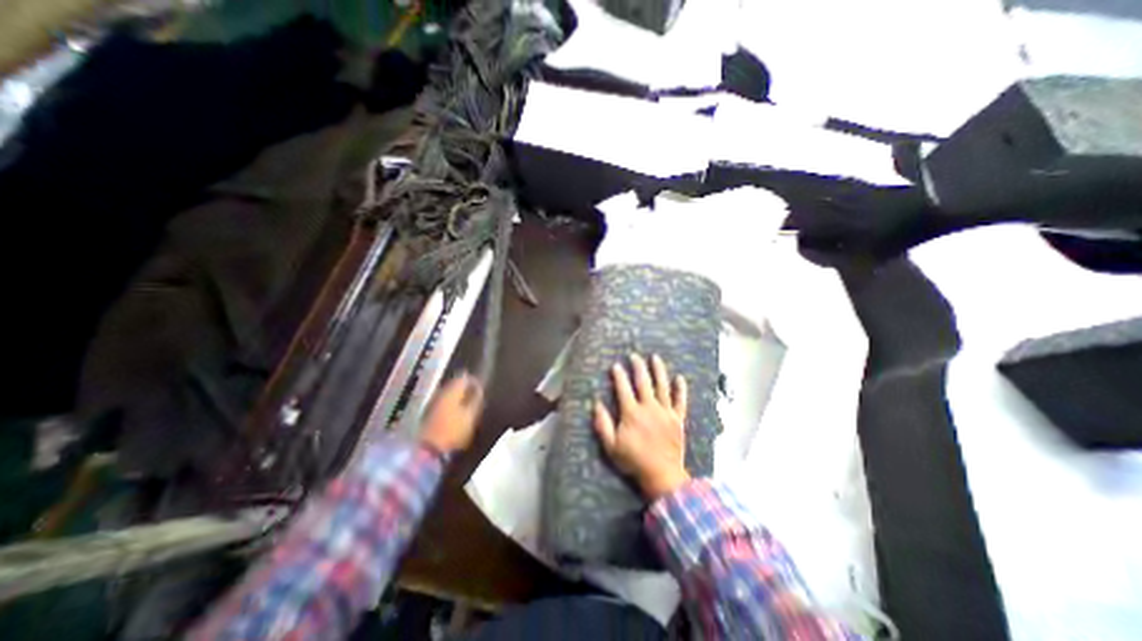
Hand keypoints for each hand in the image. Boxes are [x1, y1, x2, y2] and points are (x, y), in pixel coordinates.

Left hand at [424, 373, 486, 456]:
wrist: (427, 450)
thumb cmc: (453, 431)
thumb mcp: (471, 415)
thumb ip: (476, 400)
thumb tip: (479, 389)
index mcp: (452, 391)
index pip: (464, 378)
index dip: (474, 381)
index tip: (482, 389)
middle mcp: (440, 393)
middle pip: (455, 385)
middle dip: (466, 390)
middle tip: (476, 398)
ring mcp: (432, 403)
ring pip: (448, 394)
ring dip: (458, 398)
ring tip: (468, 407)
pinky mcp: (428, 414)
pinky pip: (443, 404)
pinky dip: (451, 406)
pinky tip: (456, 415)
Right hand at [593, 356, 691, 500]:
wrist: (662, 476)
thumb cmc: (634, 461)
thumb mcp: (611, 446)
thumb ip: (603, 424)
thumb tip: (596, 403)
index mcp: (632, 413)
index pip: (623, 388)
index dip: (619, 376)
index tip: (616, 365)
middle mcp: (649, 408)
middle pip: (643, 382)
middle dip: (638, 367)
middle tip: (634, 355)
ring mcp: (665, 412)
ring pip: (662, 386)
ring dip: (658, 370)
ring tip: (655, 358)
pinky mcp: (678, 419)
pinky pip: (680, 401)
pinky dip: (680, 389)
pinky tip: (680, 378)